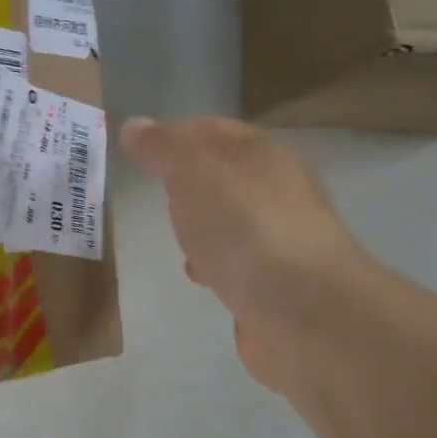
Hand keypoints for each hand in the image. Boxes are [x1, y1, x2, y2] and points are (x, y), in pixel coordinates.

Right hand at [120, 115, 364, 391]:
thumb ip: (163, 148)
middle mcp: (278, 190)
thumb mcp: (193, 172)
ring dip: (202, 226)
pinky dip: (215, 263)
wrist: (302, 310)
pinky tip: (200, 276)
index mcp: (264, 154)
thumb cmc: (244, 227)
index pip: (212, 130)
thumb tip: (134, 126)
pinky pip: (237, 262)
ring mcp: (280, 238)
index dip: (174, 135)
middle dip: (188, 183)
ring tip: (175, 237)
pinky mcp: (276, 283)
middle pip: (223, 176)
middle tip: (157, 192)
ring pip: (230, 221)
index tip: (139, 151)